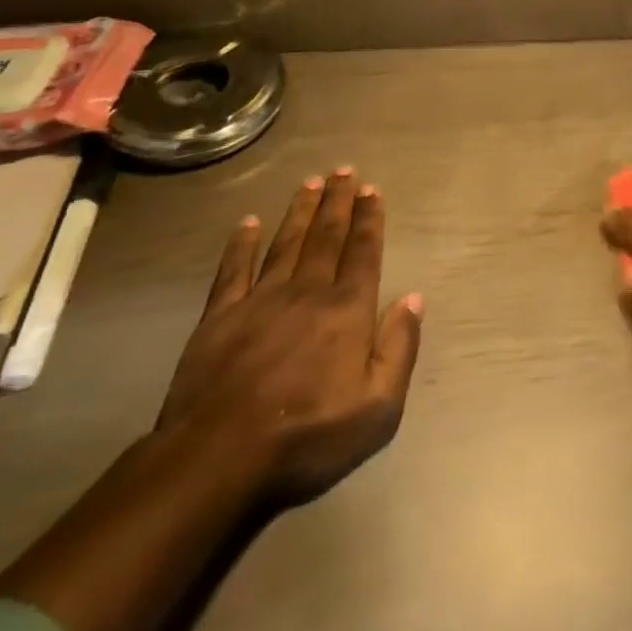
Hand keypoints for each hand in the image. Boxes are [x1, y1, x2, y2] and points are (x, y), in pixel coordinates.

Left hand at [158, 168, 423, 506]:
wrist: (218, 460)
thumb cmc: (309, 436)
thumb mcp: (378, 406)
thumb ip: (400, 347)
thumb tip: (413, 298)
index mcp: (347, 310)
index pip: (363, 253)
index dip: (369, 220)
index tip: (372, 190)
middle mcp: (307, 293)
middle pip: (326, 238)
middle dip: (339, 202)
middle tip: (345, 170)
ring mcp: (260, 301)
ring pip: (286, 244)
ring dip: (301, 212)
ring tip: (311, 183)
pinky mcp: (218, 318)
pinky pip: (233, 270)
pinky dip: (242, 244)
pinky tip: (248, 222)